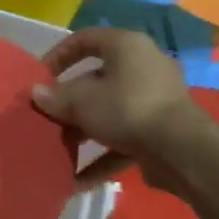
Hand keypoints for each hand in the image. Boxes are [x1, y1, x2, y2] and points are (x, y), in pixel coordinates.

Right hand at [32, 26, 205, 187]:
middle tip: (49, 115)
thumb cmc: (126, 109)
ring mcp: (156, 100)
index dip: (58, 55)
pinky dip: (103, 155)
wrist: (182, 151)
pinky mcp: (163, 131)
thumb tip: (36, 94)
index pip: (85, 39)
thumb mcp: (81, 101)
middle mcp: (144, 66)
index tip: (40, 77)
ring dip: (84, 130)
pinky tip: (79, 179)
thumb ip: (56, 97)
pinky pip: (125, 138)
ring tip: (61, 148)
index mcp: (126, 46)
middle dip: (70, 101)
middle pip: (97, 79)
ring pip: (111, 110)